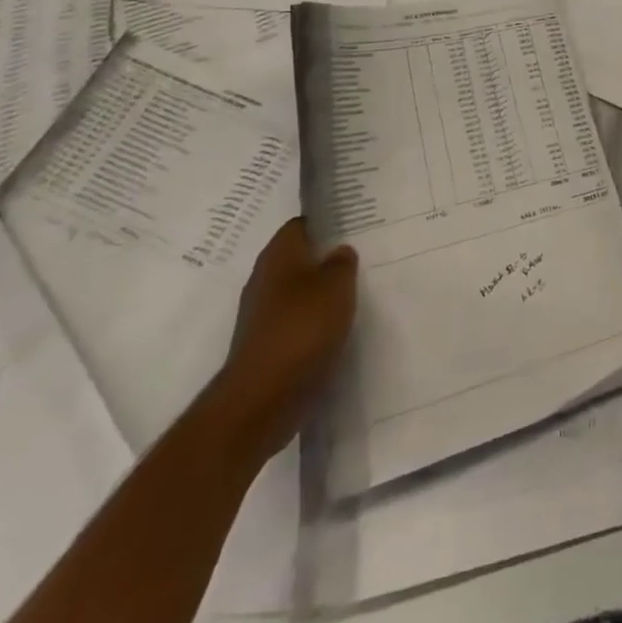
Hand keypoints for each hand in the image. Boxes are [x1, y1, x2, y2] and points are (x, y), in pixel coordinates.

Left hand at [216, 219, 357, 463]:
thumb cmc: (302, 328)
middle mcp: (265, 278)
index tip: (353, 227)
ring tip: (354, 294)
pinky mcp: (265, 346)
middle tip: (360, 260)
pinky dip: (313, 323)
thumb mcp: (338, 285)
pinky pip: (295, 322)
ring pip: (298, 291)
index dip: (327, 222)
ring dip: (321, 294)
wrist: (261, 400)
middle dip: (326, 259)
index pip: (302, 224)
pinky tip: (336, 329)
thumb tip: (339, 252)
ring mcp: (261, 315)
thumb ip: (343, 262)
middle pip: (299, 258)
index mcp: (279, 254)